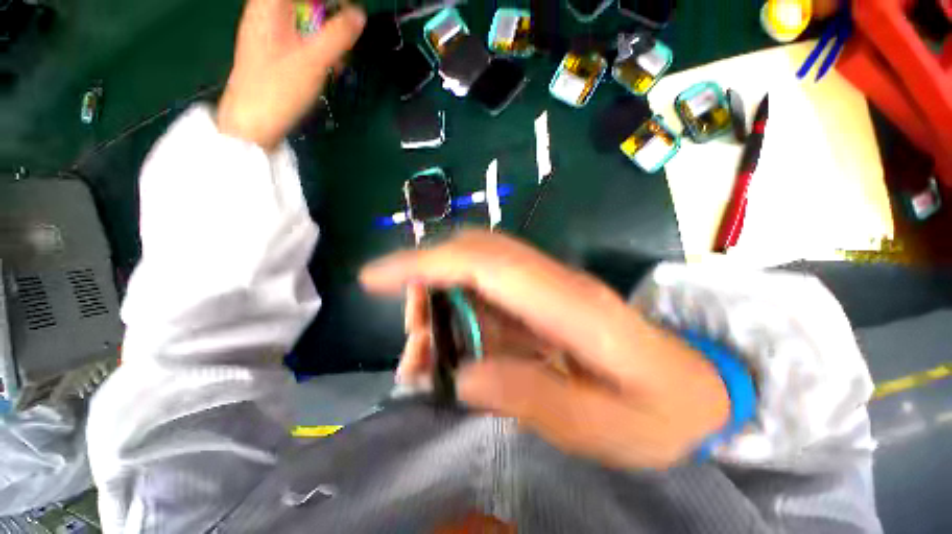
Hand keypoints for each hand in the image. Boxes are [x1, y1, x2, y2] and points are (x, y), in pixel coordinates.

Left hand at [217, 0, 365, 149]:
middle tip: (346, 33)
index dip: (332, 0)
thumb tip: (359, 14)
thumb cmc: (279, 89)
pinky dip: (315, 44)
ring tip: (338, 56)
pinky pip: (298, 35)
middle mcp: (265, 10)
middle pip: (304, 4)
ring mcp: (267, 29)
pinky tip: (326, 63)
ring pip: (302, 17)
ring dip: (325, 32)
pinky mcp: (271, 48)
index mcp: (269, 4)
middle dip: (329, 14)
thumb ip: (338, 35)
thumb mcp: (313, 61)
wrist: (251, 121)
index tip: (351, 10)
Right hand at [362, 231, 729, 468]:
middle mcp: (553, 283)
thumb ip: (534, 397)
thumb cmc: (662, 412)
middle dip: (427, 281)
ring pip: (477, 272)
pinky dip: (459, 317)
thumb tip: (464, 377)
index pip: (485, 264)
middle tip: (411, 335)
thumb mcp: (603, 427)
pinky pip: (489, 296)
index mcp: (571, 305)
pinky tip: (452, 351)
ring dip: (440, 303)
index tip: (374, 277)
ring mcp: (548, 288)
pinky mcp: (543, 301)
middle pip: (476, 255)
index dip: (427, 263)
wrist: (697, 389)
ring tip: (425, 354)